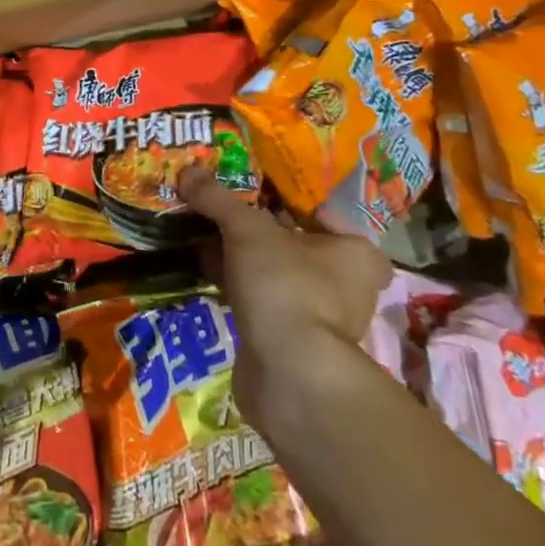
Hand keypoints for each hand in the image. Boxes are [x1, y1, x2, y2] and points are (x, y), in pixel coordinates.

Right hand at [183, 168, 391, 422]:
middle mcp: (347, 284)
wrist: (290, 376)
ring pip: (274, 271)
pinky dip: (236, 283)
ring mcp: (319, 316)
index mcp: (356, 252)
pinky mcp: (291, 341)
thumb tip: (188, 169)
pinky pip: (260, 298)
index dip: (282, 195)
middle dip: (255, 226)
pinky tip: (205, 266)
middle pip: (293, 240)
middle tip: (219, 204)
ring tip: (203, 231)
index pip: (319, 210)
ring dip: (242, 256)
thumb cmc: (286, 286)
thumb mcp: (247, 229)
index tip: (247, 184)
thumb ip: (218, 198)